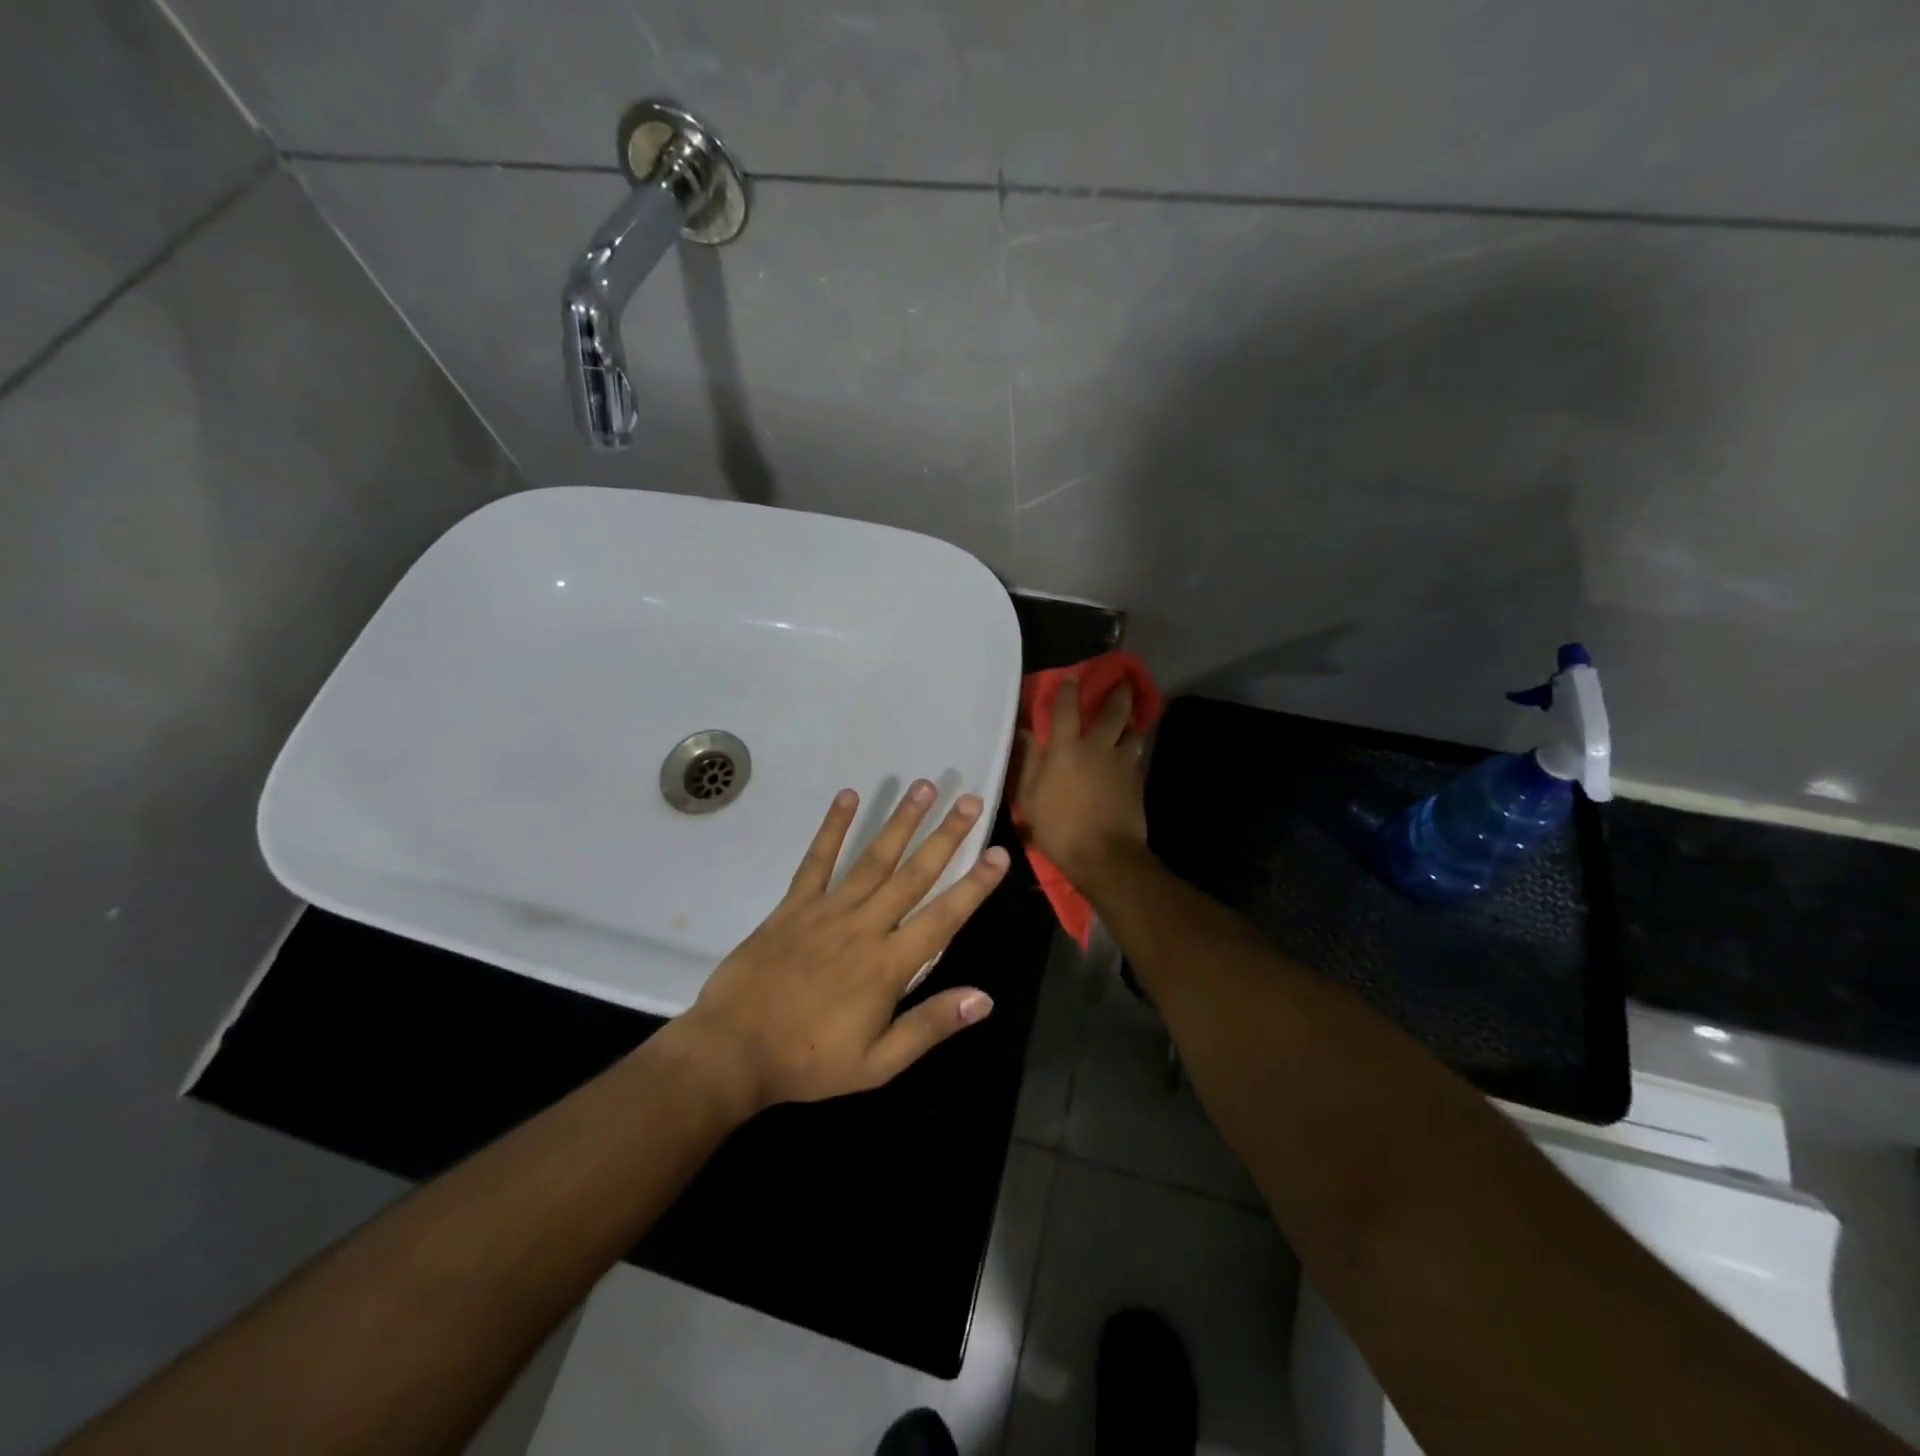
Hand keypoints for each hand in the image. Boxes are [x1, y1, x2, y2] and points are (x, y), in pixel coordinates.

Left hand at [672, 780, 1009, 1112]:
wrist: (732, 1051)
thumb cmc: (809, 1061)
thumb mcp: (878, 1063)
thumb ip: (930, 1026)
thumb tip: (984, 998)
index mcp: (889, 965)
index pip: (943, 917)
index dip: (974, 885)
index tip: (999, 853)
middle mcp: (864, 926)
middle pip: (913, 874)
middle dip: (946, 836)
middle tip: (970, 800)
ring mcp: (827, 910)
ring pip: (873, 858)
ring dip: (901, 821)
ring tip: (924, 787)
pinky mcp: (793, 905)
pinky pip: (817, 860)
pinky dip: (833, 827)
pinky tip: (848, 796)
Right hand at [1013, 677, 1149, 885]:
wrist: (1105, 856)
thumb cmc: (1059, 828)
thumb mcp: (1029, 799)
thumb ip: (1027, 764)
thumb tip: (1025, 735)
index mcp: (1066, 749)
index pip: (1066, 709)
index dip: (1067, 690)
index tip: (1071, 677)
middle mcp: (1097, 748)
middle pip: (1113, 712)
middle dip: (1118, 693)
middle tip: (1123, 680)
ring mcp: (1122, 763)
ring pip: (1134, 731)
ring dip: (1133, 720)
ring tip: (1134, 714)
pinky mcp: (1137, 781)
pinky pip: (1137, 756)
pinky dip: (1135, 747)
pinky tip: (1133, 750)